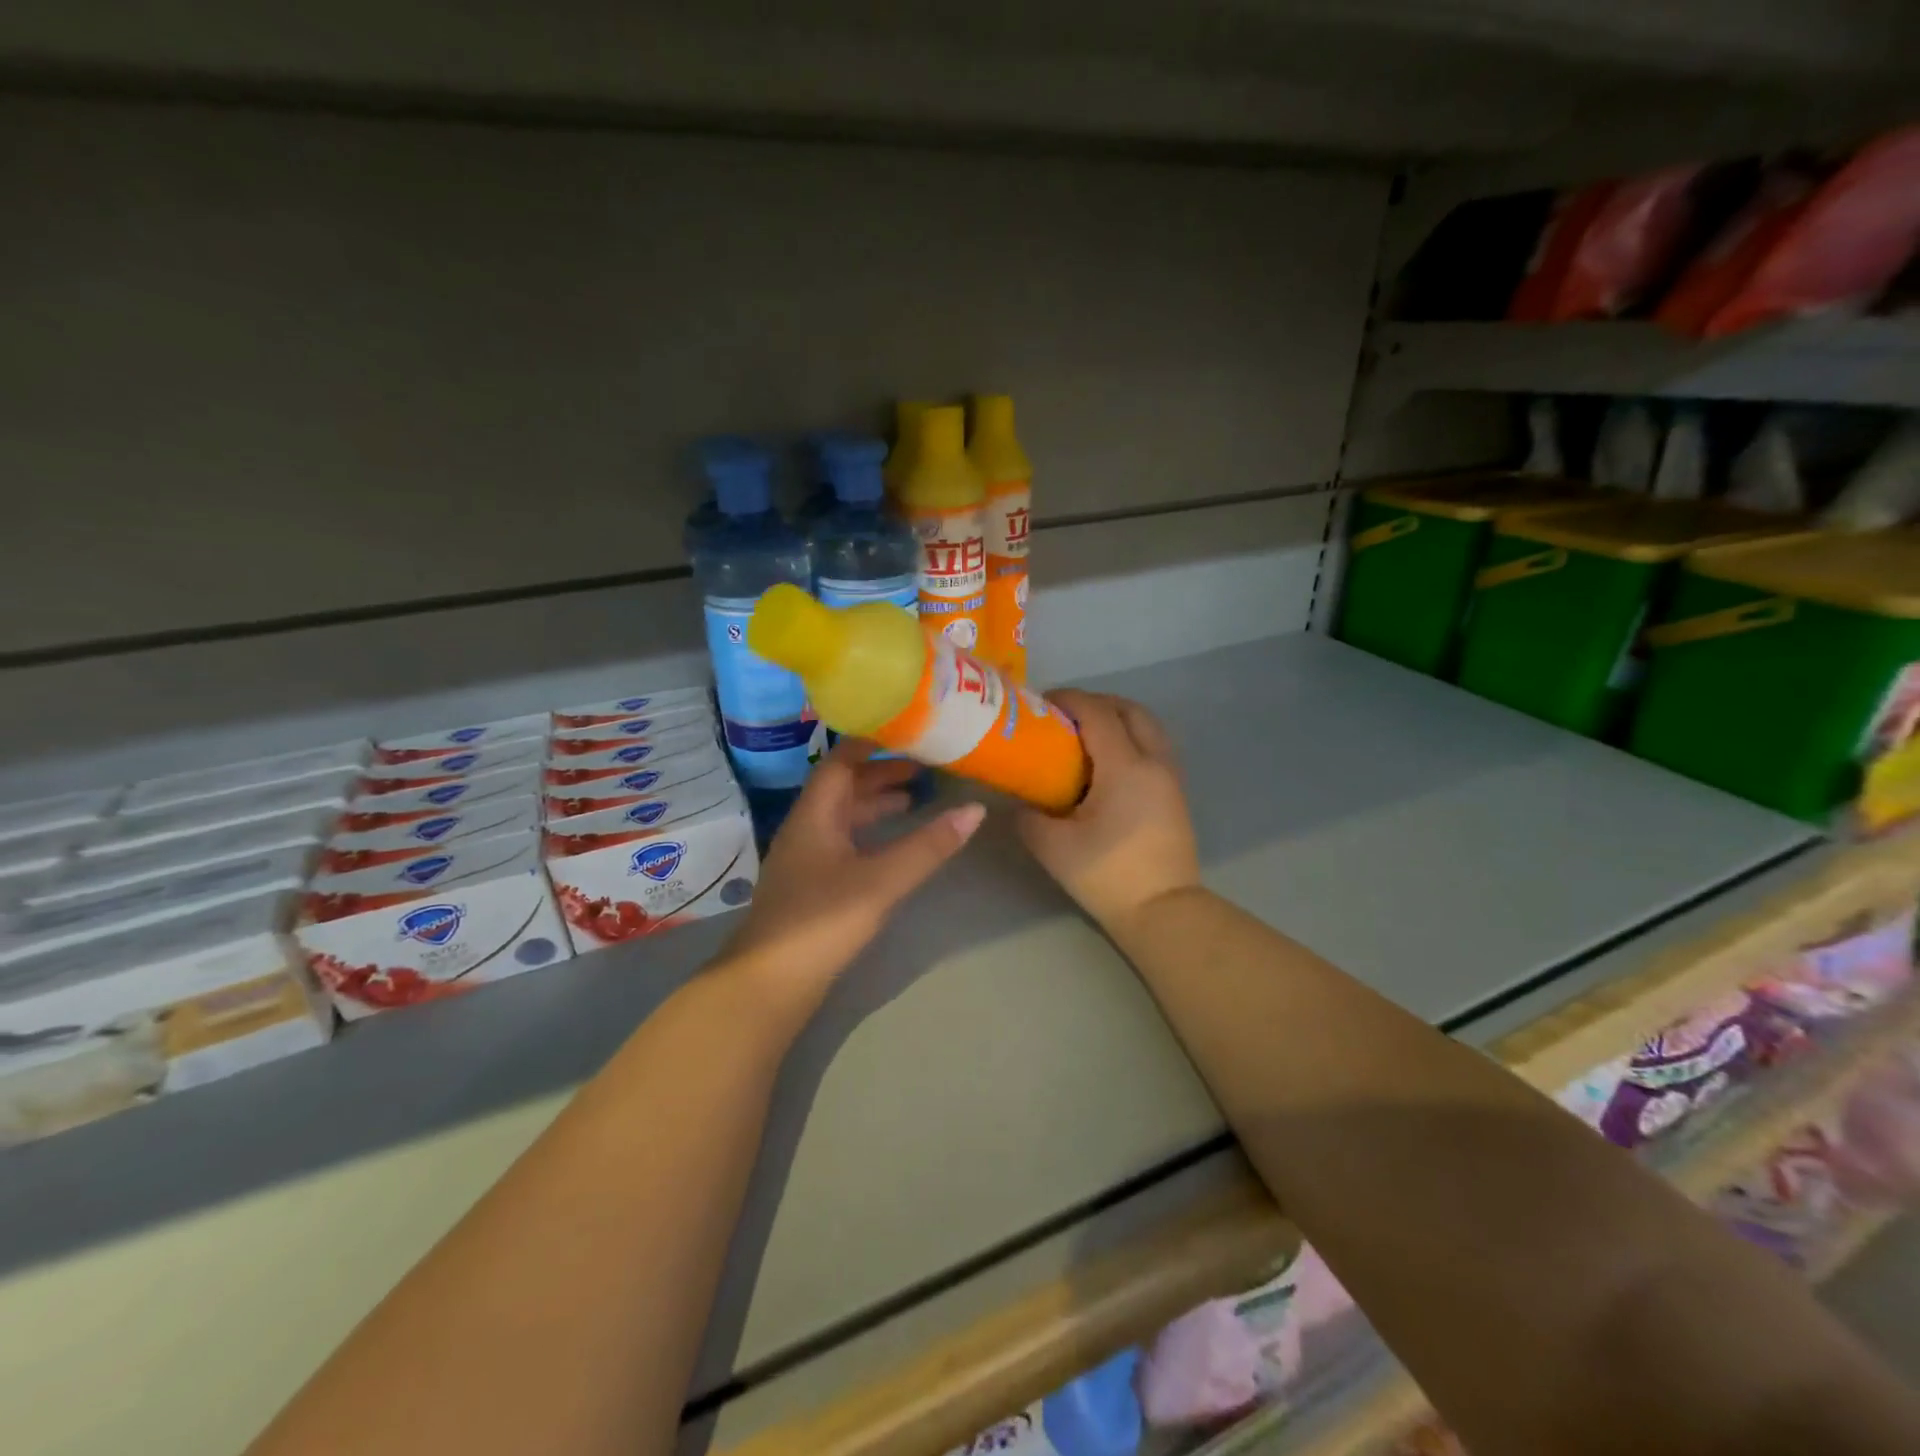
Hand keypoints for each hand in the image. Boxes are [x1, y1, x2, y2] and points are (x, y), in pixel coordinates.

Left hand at [723, 740, 984, 1012]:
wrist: (769, 983)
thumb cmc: (822, 920)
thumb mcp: (882, 880)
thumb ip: (929, 846)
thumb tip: (976, 810)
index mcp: (815, 814)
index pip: (841, 761)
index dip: (872, 743)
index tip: (908, 730)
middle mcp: (807, 827)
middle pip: (843, 787)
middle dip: (881, 773)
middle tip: (925, 766)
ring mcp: (806, 858)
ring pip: (843, 816)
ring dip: (876, 804)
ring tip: (916, 800)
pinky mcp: (811, 886)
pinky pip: (843, 842)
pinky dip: (870, 834)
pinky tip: (892, 845)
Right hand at [1016, 690, 1200, 937]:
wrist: (1163, 910)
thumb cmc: (1107, 875)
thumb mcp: (1053, 848)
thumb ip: (1027, 817)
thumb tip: (1020, 803)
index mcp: (1125, 767)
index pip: (1097, 713)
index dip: (1069, 700)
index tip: (1041, 703)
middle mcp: (1154, 762)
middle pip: (1130, 710)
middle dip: (1097, 702)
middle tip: (1065, 715)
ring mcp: (1170, 777)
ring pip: (1148, 727)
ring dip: (1118, 719)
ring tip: (1085, 735)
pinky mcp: (1176, 794)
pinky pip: (1154, 747)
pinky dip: (1131, 738)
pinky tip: (1107, 764)